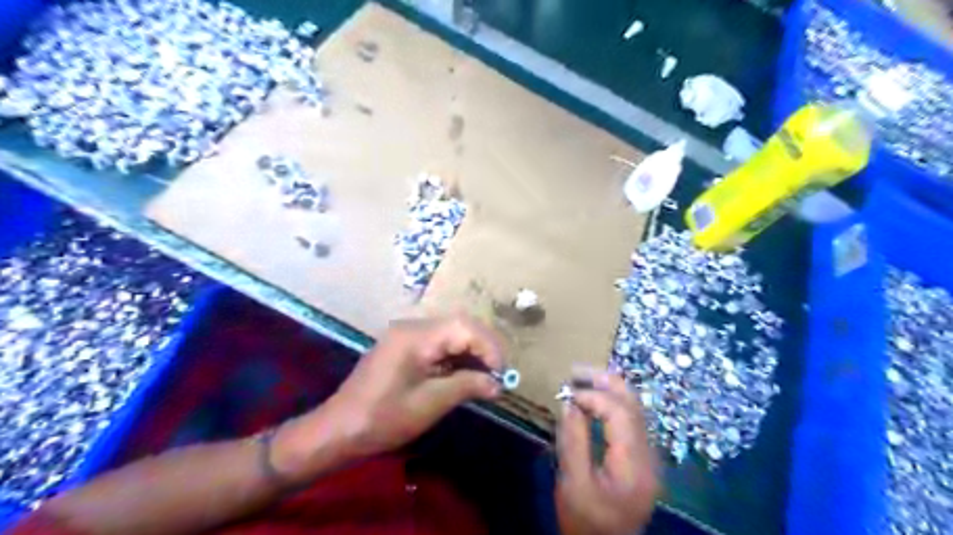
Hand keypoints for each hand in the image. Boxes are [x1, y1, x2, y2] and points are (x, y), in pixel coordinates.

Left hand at [317, 316, 504, 456]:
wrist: (339, 429)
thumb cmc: (383, 418)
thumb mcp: (430, 403)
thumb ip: (467, 386)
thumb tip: (497, 384)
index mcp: (416, 336)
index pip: (464, 327)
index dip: (489, 346)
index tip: (502, 373)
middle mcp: (412, 327)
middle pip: (459, 325)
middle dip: (483, 347)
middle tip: (498, 372)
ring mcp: (406, 335)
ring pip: (450, 333)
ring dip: (471, 352)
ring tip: (487, 375)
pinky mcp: (404, 347)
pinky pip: (438, 343)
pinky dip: (455, 357)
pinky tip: (465, 374)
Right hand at [556, 370, 660, 534]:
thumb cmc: (586, 522)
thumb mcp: (572, 483)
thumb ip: (573, 439)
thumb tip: (569, 402)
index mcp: (633, 464)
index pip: (620, 413)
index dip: (593, 396)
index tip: (566, 393)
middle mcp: (648, 455)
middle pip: (634, 404)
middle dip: (605, 381)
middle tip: (576, 369)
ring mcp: (649, 456)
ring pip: (635, 408)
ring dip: (609, 388)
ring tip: (583, 377)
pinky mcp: (642, 457)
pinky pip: (631, 419)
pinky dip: (612, 402)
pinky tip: (594, 399)